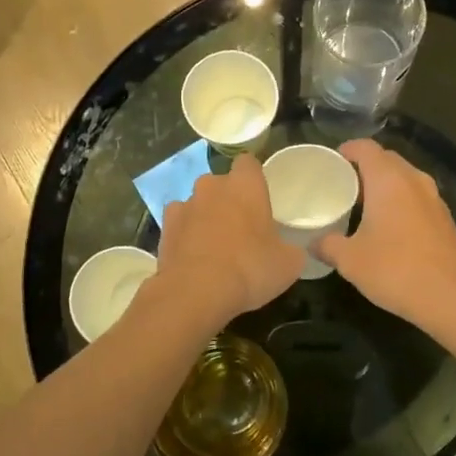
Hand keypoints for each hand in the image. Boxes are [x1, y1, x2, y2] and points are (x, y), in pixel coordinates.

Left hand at [155, 154, 306, 325]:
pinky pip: (180, 223)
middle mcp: (212, 186)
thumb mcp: (289, 263)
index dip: (254, 179)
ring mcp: (184, 204)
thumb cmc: (250, 268)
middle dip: (229, 199)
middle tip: (242, 228)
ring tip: (215, 246)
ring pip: (199, 203)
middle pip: (222, 184)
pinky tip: (193, 256)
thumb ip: (290, 248)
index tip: (260, 199)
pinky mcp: (165, 227)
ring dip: (206, 216)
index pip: (248, 163)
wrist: (196, 292)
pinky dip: (186, 234)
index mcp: (245, 185)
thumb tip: (290, 250)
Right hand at [315, 140, 455, 327]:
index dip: (347, 150)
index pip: (366, 148)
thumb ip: (328, 245)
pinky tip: (389, 228)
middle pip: (387, 159)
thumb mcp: (350, 260)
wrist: (452, 296)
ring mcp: (434, 199)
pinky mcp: (445, 219)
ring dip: (385, 185)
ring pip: (405, 179)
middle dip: (365, 167)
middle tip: (343, 186)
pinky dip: (401, 202)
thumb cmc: (395, 269)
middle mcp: (414, 180)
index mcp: (388, 180)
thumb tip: (313, 243)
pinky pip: (417, 198)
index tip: (332, 163)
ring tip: (363, 206)